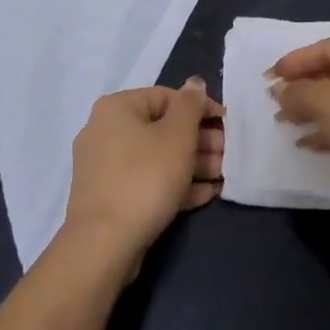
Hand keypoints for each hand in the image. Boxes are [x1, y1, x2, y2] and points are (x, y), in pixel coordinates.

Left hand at [62, 79, 222, 259]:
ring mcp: (104, 167)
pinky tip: (205, 195)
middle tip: (226, 154)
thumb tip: (194, 84)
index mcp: (117, 108)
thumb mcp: (178, 136)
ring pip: (156, 157)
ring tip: (221, 176)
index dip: (200, 108)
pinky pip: (146, 181)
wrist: (103, 245)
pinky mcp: (109, 197)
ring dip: (192, 164)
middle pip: (162, 128)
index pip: (167, 96)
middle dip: (199, 141)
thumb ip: (191, 105)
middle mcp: (105, 131)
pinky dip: (174, 184)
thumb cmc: (145, 178)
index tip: (226, 125)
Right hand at [269, 37, 329, 204]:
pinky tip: (307, 143)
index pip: (325, 47)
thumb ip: (298, 92)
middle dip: (302, 86)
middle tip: (274, 100)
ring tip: (284, 122)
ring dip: (312, 109)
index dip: (293, 62)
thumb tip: (280, 91)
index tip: (267, 78)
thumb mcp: (327, 103)